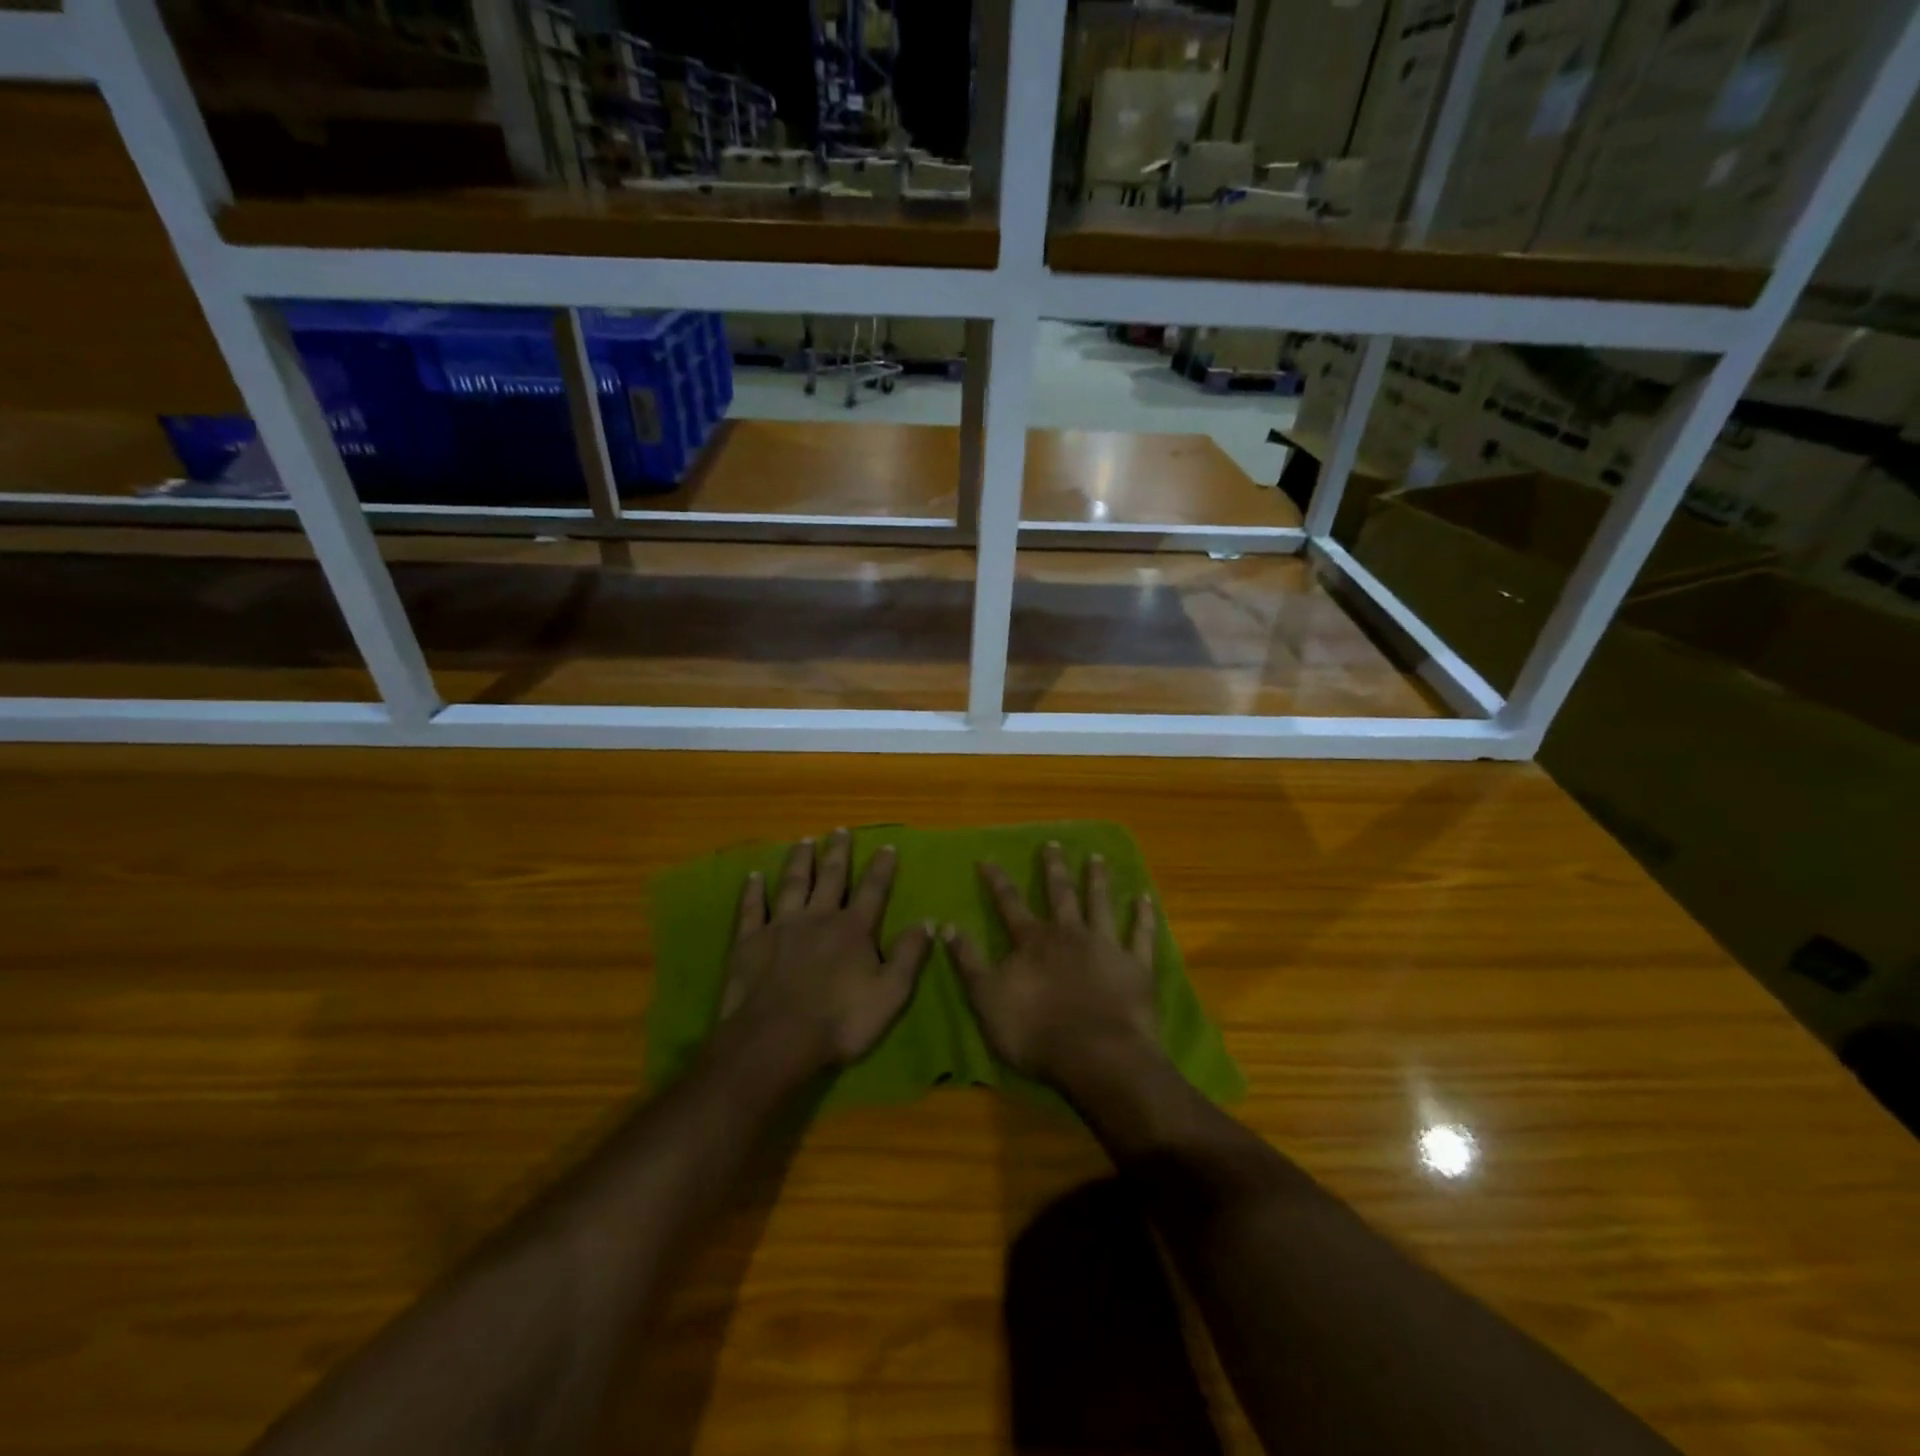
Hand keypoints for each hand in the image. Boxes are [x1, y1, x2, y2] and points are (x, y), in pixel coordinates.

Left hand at [720, 829, 931, 1075]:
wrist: (776, 1039)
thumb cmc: (839, 1021)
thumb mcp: (890, 994)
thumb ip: (908, 955)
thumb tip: (927, 921)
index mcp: (854, 929)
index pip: (873, 890)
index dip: (881, 868)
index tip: (886, 846)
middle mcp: (818, 917)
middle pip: (830, 877)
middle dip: (837, 853)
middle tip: (840, 830)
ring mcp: (782, 926)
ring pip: (792, 884)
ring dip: (799, 861)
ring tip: (804, 842)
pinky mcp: (750, 941)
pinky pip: (752, 908)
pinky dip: (753, 890)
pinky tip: (753, 875)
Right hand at [943, 842, 1160, 1084]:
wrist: (1097, 1056)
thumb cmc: (1036, 1032)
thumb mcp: (987, 999)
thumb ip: (968, 962)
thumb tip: (946, 925)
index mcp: (1033, 942)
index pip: (1010, 904)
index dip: (998, 881)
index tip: (988, 858)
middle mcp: (1069, 934)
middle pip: (1060, 894)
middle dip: (1053, 868)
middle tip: (1052, 843)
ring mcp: (1105, 946)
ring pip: (1100, 903)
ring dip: (1097, 879)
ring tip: (1096, 857)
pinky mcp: (1136, 965)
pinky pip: (1141, 934)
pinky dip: (1143, 915)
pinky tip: (1144, 897)